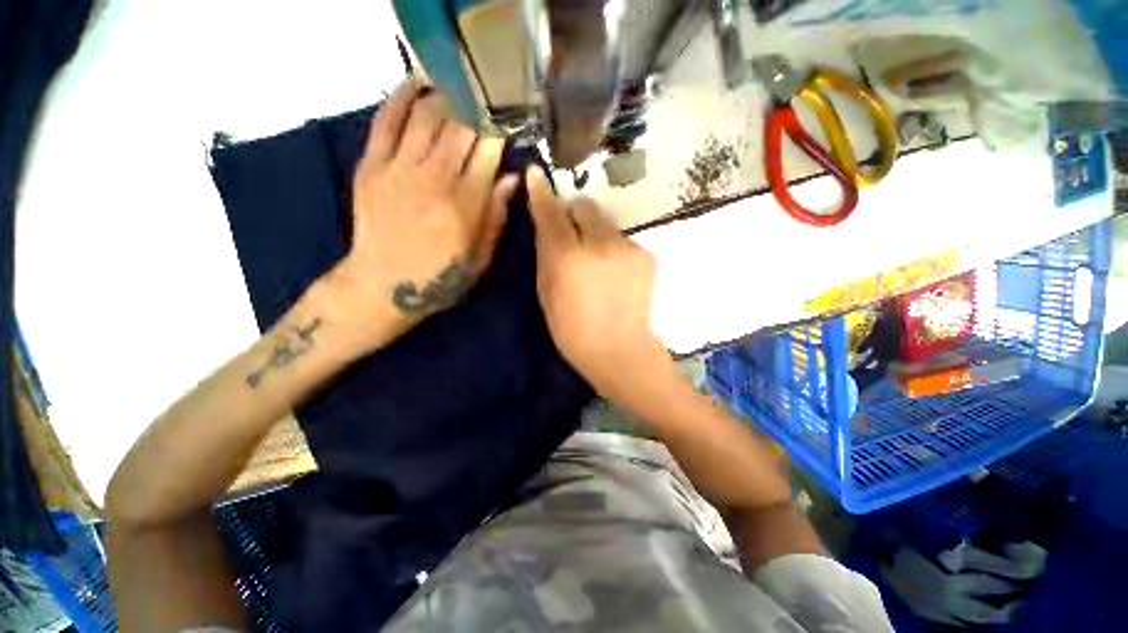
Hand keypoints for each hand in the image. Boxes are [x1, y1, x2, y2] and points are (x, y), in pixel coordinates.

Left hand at [324, 79, 518, 351]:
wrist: (381, 285)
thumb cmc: (439, 277)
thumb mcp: (480, 258)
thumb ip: (497, 217)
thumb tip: (513, 179)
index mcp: (464, 205)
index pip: (487, 152)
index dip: (499, 135)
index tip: (506, 128)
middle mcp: (434, 178)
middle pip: (460, 128)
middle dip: (477, 113)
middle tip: (486, 109)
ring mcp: (399, 168)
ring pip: (427, 116)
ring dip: (448, 99)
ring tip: (461, 93)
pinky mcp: (372, 165)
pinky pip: (386, 120)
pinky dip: (402, 96)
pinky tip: (419, 83)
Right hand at [526, 169, 673, 405]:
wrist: (619, 349)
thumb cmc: (572, 329)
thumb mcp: (546, 293)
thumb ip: (546, 253)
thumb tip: (546, 223)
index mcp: (568, 257)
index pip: (552, 212)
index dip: (542, 192)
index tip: (536, 174)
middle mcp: (599, 244)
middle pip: (585, 206)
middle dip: (574, 213)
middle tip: (572, 236)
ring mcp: (627, 247)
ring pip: (605, 222)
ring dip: (595, 232)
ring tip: (596, 261)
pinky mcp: (645, 254)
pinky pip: (622, 239)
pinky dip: (614, 248)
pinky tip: (614, 273)